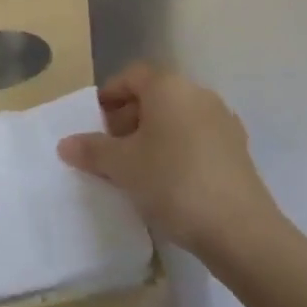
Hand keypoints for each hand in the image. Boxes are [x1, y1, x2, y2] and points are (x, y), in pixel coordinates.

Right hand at [57, 63, 278, 257]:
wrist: (240, 230)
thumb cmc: (173, 182)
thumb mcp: (123, 166)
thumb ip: (92, 150)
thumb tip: (65, 143)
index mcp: (168, 86)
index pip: (131, 76)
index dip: (109, 95)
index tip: (94, 123)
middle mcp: (197, 93)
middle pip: (155, 95)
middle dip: (129, 117)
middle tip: (110, 149)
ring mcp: (222, 120)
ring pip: (177, 117)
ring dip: (154, 135)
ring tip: (136, 169)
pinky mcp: (237, 149)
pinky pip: (196, 138)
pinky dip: (177, 150)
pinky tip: (168, 182)